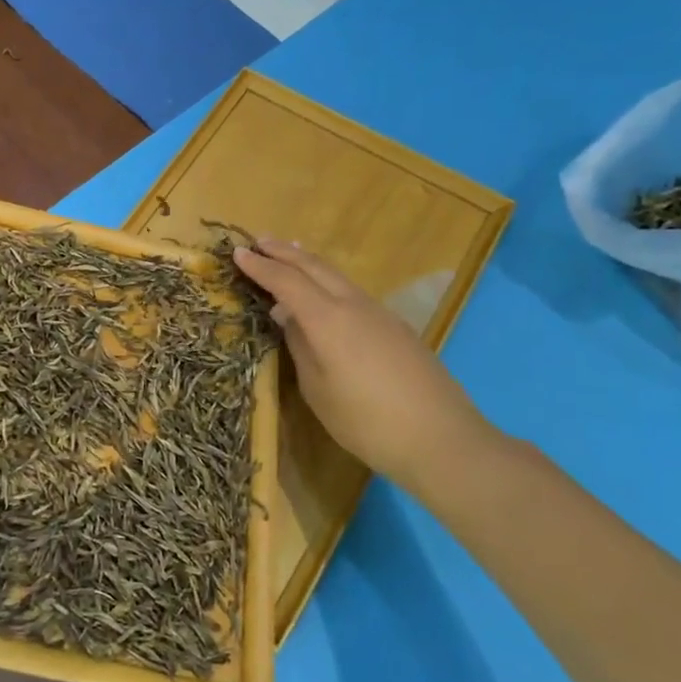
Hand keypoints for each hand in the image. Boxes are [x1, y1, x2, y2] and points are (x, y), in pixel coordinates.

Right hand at [234, 241, 501, 492]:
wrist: (443, 440)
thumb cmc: (368, 422)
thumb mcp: (318, 390)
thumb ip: (301, 347)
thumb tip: (288, 318)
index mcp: (328, 320)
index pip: (286, 281)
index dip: (260, 267)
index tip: (237, 252)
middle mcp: (354, 305)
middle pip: (314, 267)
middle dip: (284, 252)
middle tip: (259, 241)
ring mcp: (380, 314)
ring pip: (337, 276)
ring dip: (308, 262)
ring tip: (289, 253)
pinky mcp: (396, 327)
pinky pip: (352, 291)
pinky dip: (329, 281)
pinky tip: (324, 292)